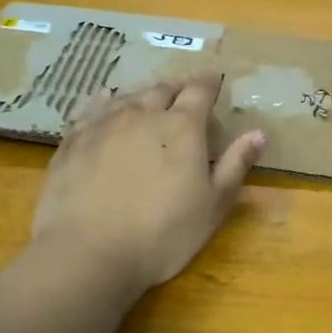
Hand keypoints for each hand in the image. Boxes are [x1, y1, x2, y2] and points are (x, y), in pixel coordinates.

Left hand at [30, 75, 265, 295]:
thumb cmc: (162, 233)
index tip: (214, 79)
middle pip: (162, 89)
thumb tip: (258, 133)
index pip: (199, 91)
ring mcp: (104, 124)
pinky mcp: (73, 140)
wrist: (89, 252)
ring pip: (127, 96)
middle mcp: (142, 114)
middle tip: (183, 92)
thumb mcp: (213, 205)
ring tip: (148, 98)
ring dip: (143, 94)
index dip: (209, 83)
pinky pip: (91, 108)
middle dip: (177, 88)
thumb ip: (235, 165)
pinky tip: (105, 99)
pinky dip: (104, 100)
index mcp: (182, 127)